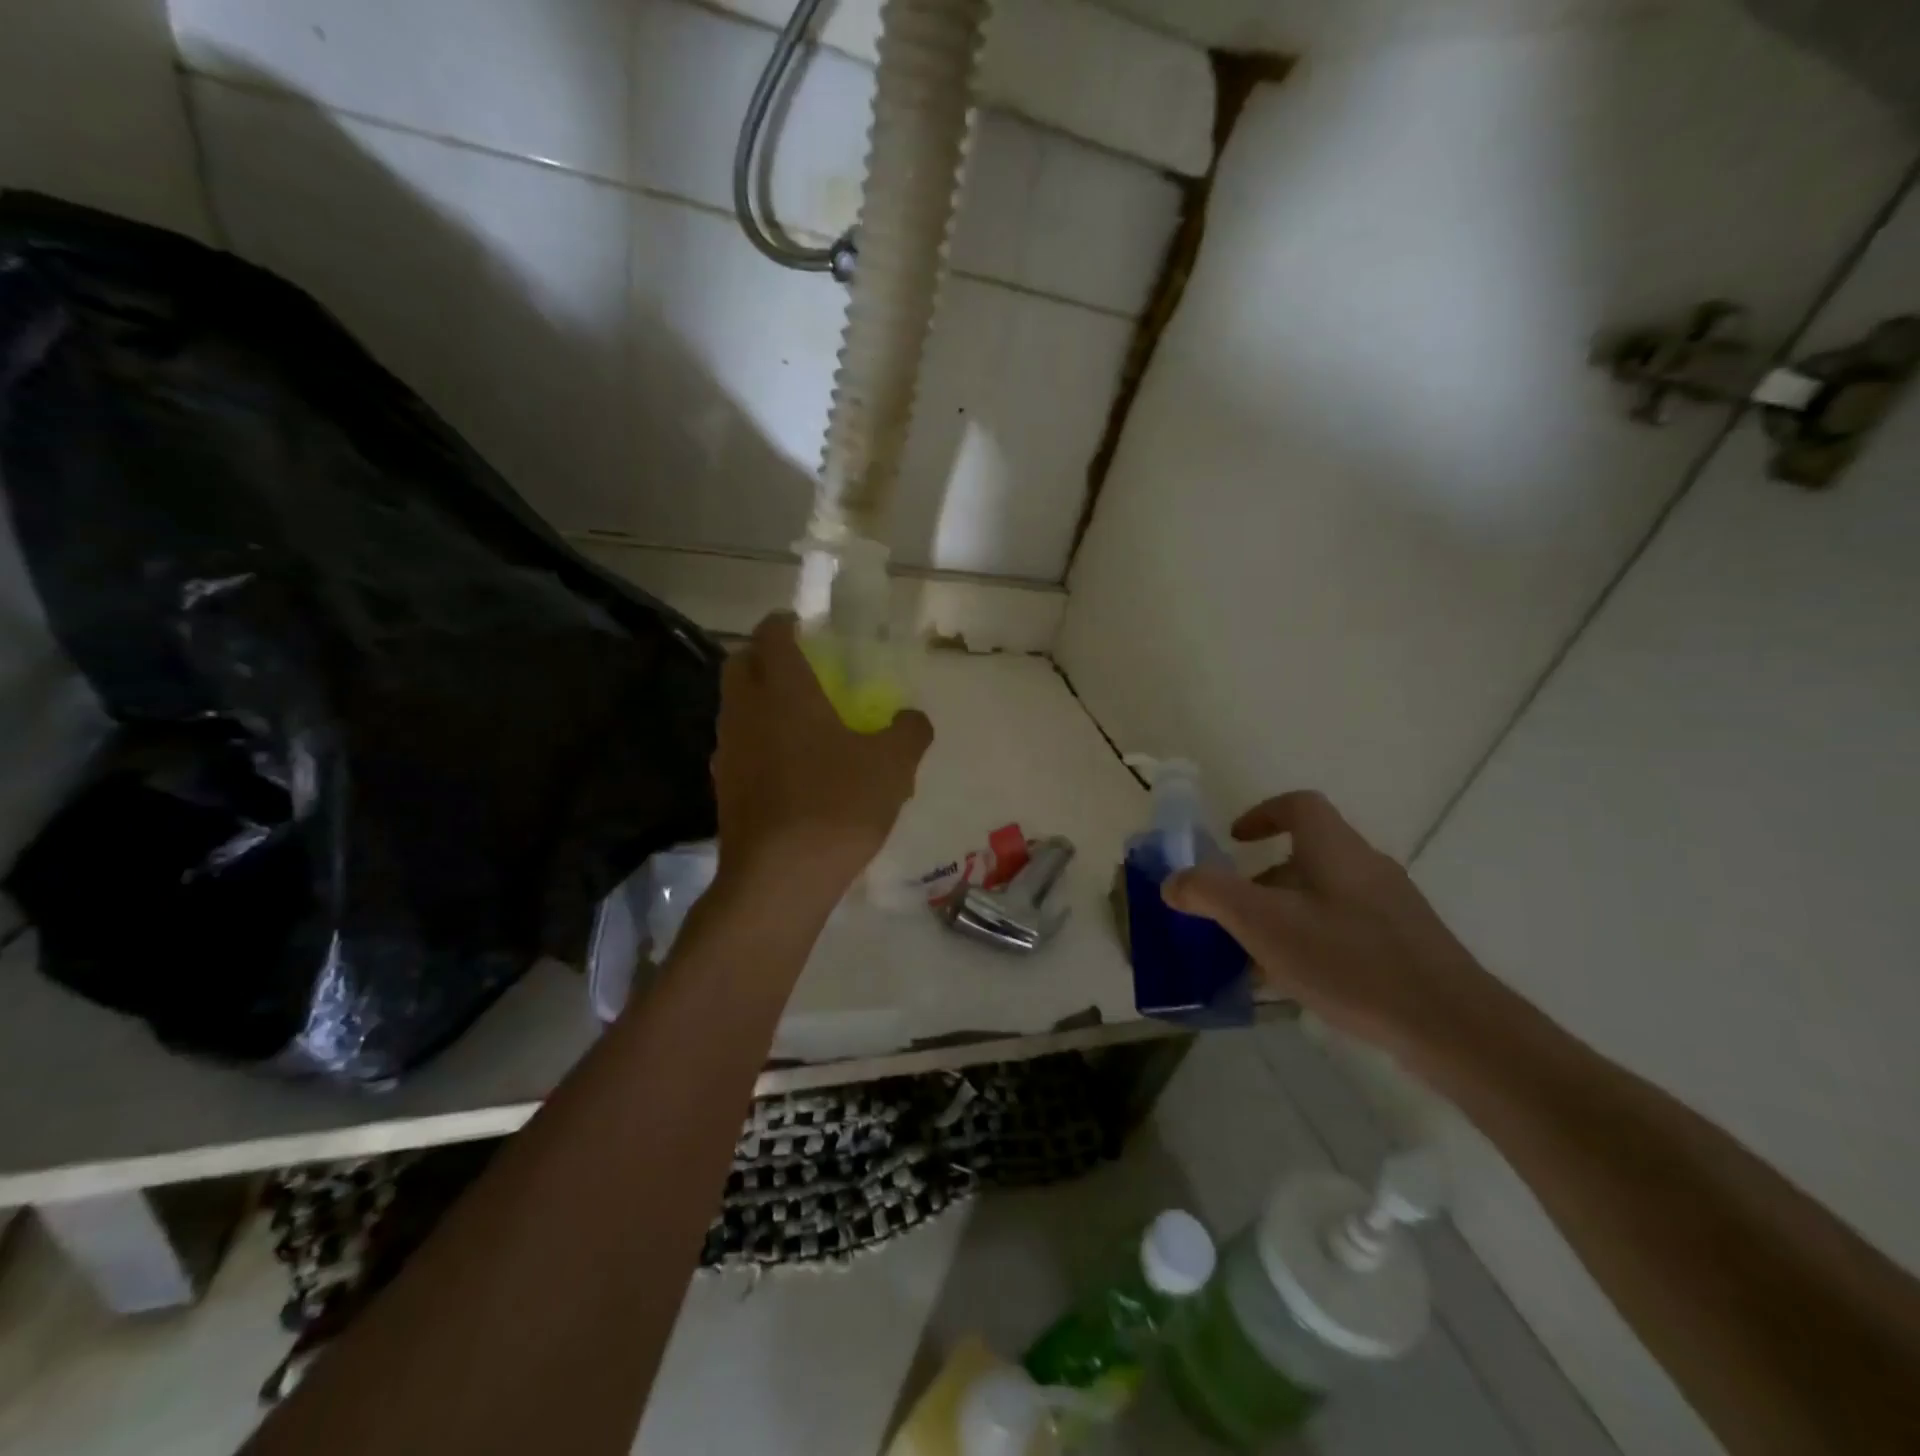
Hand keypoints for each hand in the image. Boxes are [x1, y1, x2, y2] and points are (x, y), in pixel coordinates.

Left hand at [711, 614, 933, 899]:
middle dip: (764, 656)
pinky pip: (739, 747)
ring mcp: (728, 751)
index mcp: (784, 690)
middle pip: (740, 665)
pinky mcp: (723, 788)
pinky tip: (788, 768)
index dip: (785, 623)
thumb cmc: (837, 804)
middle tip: (798, 668)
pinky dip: (758, 741)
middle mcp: (746, 711)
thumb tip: (913, 718)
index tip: (802, 624)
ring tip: (797, 719)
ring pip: (736, 708)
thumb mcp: (893, 765)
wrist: (780, 878)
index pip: (771, 635)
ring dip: (759, 701)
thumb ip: (909, 732)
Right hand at [1162, 791, 1500, 1057]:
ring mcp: (1393, 908)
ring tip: (1259, 955)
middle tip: (1235, 910)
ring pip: (1326, 895)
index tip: (1234, 840)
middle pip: (1309, 854)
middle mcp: (1367, 867)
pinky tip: (1302, 984)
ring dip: (1287, 913)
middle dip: (1264, 877)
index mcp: (1335, 849)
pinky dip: (1315, 940)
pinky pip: (1347, 928)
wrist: (1453, 1026)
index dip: (1262, 814)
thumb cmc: (1349, 960)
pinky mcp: (1408, 946)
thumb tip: (1173, 881)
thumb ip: (1210, 895)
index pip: (1299, 806)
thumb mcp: (1263, 924)